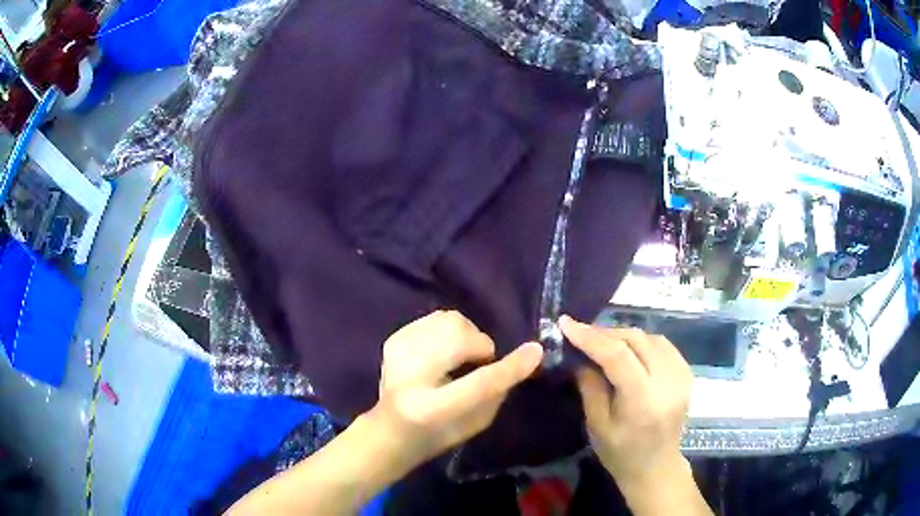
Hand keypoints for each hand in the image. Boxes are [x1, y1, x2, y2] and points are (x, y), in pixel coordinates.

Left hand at [369, 310, 542, 472]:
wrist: (390, 429)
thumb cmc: (438, 435)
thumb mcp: (475, 425)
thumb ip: (498, 392)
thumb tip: (522, 357)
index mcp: (432, 409)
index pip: (479, 383)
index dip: (510, 367)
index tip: (535, 351)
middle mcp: (410, 377)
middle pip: (458, 337)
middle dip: (480, 346)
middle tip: (478, 363)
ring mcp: (397, 353)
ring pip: (448, 320)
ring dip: (465, 336)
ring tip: (458, 357)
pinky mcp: (393, 340)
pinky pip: (434, 318)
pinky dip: (448, 332)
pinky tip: (441, 352)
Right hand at [559, 316, 693, 491]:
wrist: (657, 466)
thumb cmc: (621, 453)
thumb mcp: (597, 425)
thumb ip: (590, 386)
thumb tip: (580, 356)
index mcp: (643, 399)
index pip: (618, 355)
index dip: (591, 336)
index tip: (566, 323)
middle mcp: (668, 381)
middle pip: (636, 340)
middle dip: (606, 333)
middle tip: (582, 334)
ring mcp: (682, 375)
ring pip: (651, 337)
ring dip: (624, 335)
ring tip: (603, 341)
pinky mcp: (687, 373)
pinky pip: (663, 345)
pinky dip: (642, 341)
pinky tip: (629, 349)